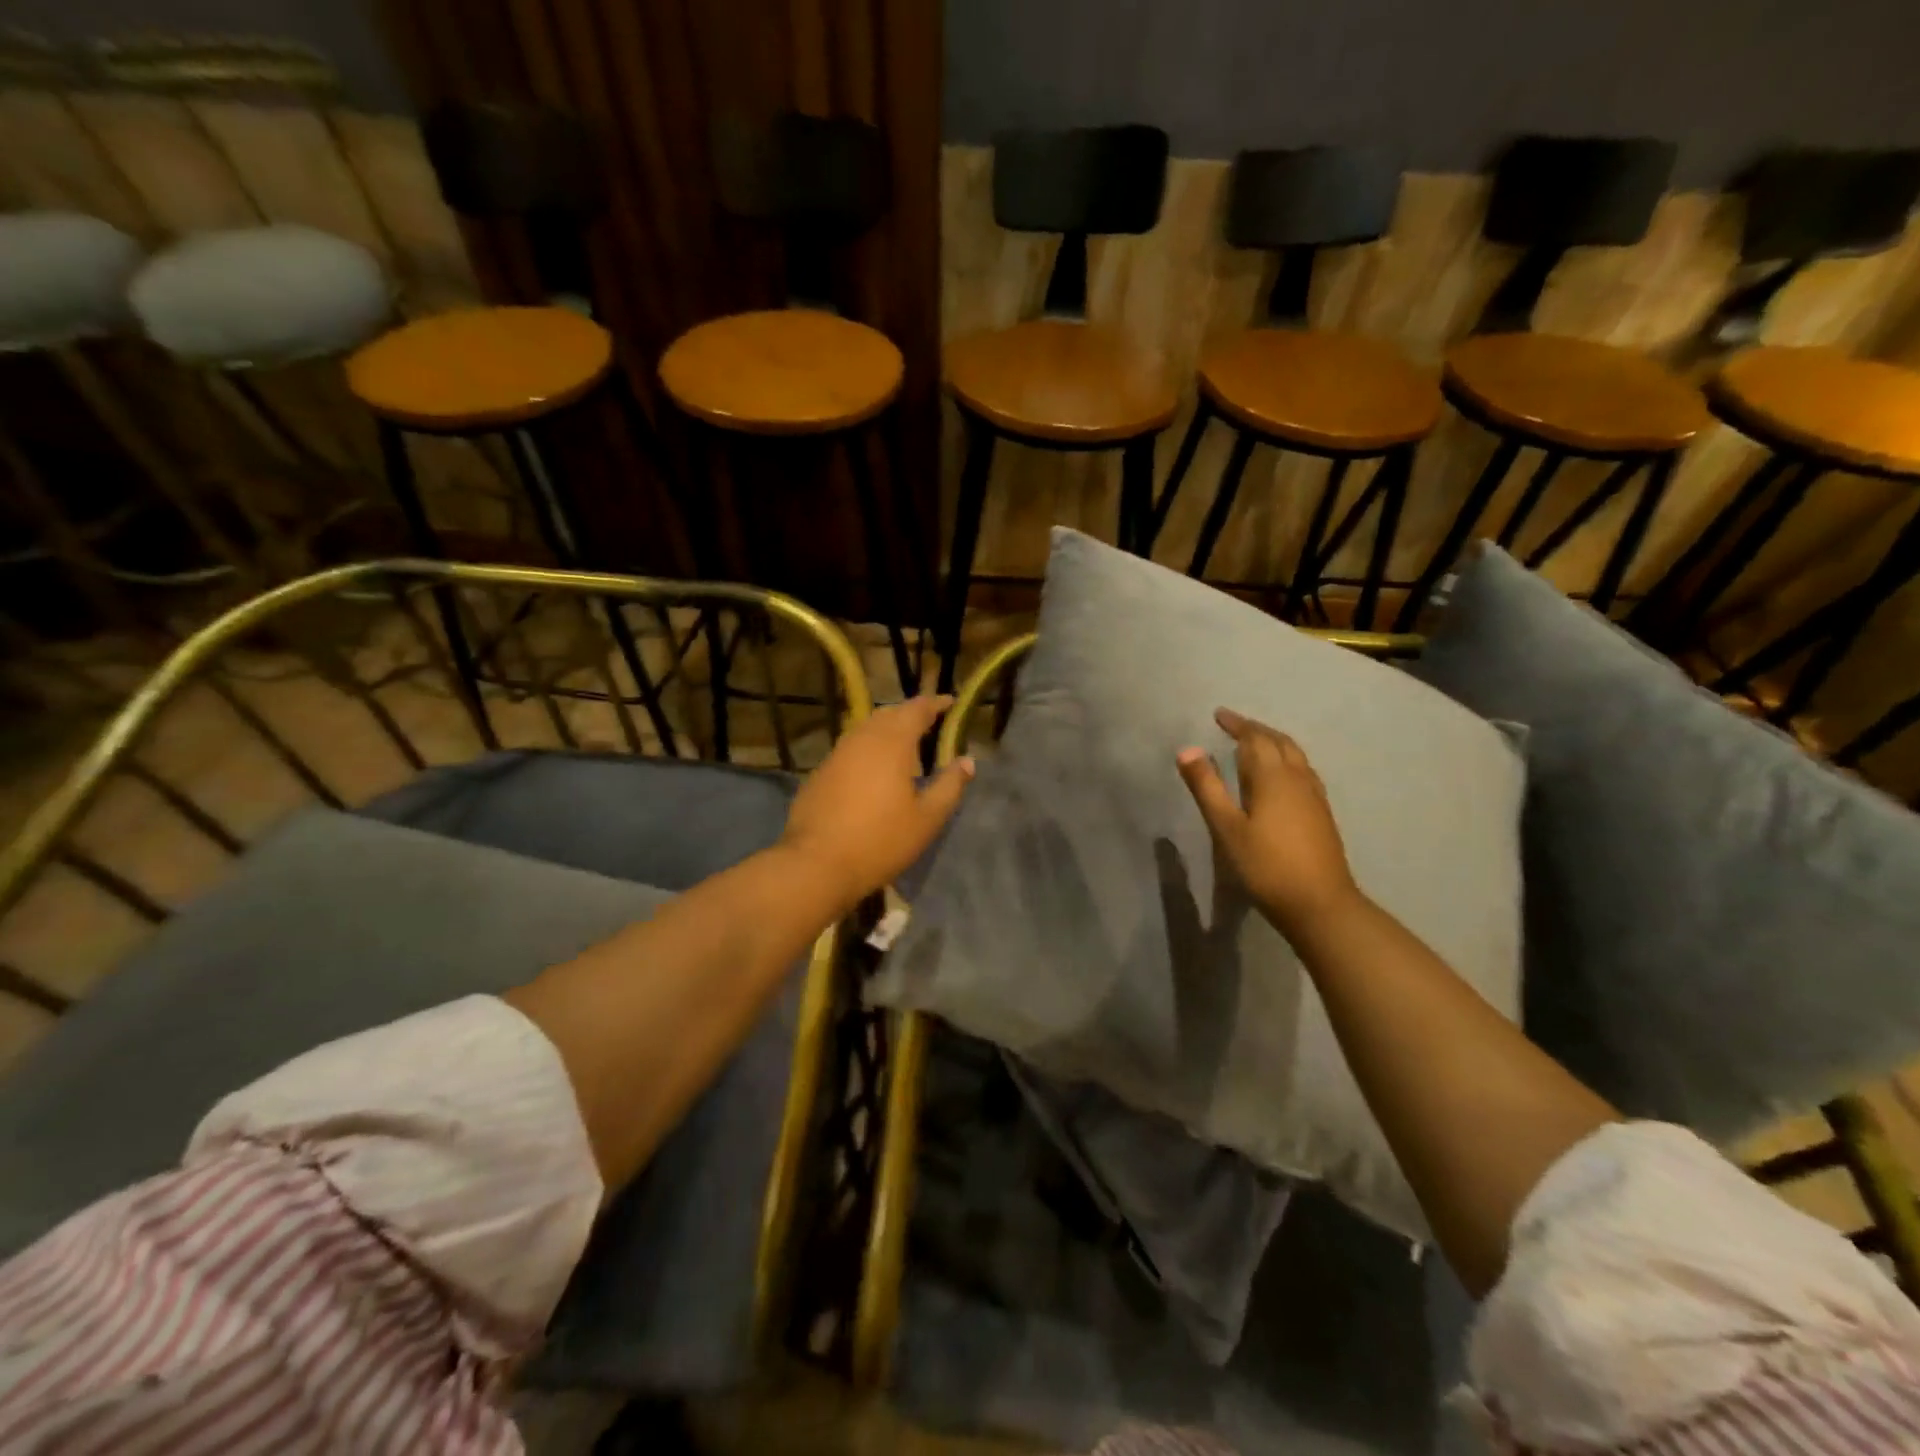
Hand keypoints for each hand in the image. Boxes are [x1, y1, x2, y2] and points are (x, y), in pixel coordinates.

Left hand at [780, 695, 974, 909]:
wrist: (816, 864)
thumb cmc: (880, 841)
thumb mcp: (927, 819)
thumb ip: (950, 786)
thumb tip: (967, 761)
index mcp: (892, 743)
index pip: (917, 710)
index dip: (935, 703)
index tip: (950, 702)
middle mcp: (862, 739)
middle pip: (889, 714)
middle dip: (910, 713)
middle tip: (928, 722)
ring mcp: (836, 754)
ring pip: (866, 729)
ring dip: (886, 729)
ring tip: (903, 743)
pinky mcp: (820, 773)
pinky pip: (850, 749)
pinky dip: (868, 748)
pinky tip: (873, 768)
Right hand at [1176, 708, 1360, 938]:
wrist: (1320, 904)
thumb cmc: (1266, 866)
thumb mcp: (1226, 828)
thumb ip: (1207, 787)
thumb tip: (1187, 749)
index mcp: (1272, 777)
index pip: (1254, 738)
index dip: (1237, 724)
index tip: (1219, 714)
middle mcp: (1297, 778)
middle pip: (1279, 742)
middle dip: (1256, 730)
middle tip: (1235, 725)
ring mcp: (1314, 796)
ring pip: (1295, 756)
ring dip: (1274, 743)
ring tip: (1256, 744)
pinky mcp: (1322, 814)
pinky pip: (1303, 771)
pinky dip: (1287, 760)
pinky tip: (1282, 776)